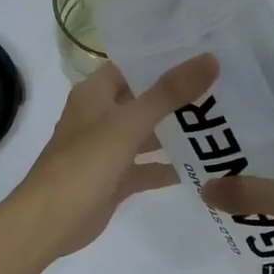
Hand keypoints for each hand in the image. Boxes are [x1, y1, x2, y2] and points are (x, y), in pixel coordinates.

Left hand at [6, 55, 217, 258]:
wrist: (49, 222)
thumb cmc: (85, 163)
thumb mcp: (129, 124)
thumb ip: (168, 93)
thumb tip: (209, 59)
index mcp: (95, 92)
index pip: (133, 64)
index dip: (164, 57)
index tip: (204, 51)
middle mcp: (100, 115)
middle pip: (144, 98)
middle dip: (178, 95)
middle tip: (223, 86)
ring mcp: (107, 148)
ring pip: (147, 133)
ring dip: (176, 130)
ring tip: (221, 122)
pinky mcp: (115, 178)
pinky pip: (146, 167)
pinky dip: (168, 166)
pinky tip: (203, 165)